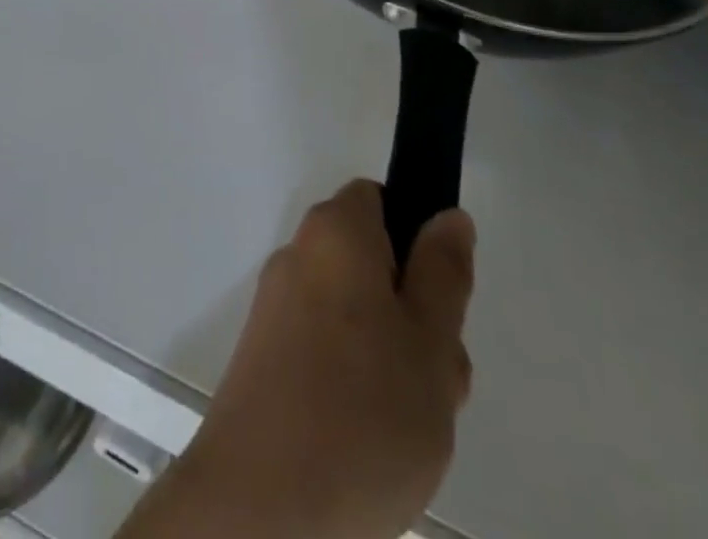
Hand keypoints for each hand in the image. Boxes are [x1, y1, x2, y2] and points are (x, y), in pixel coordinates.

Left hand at [134, 182, 474, 538]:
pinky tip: (373, 444)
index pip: (380, 200)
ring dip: (393, 359)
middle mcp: (299, 256)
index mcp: (335, 233)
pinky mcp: (265, 359)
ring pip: (355, 316)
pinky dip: (356, 384)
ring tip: (412, 427)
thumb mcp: (430, 342)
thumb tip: (447, 215)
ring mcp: (277, 309)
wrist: (260, 507)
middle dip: (413, 313)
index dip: (417, 240)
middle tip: (436, 379)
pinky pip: (325, 351)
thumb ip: (443, 272)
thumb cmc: (362, 414)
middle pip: (372, 264)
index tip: (441, 300)